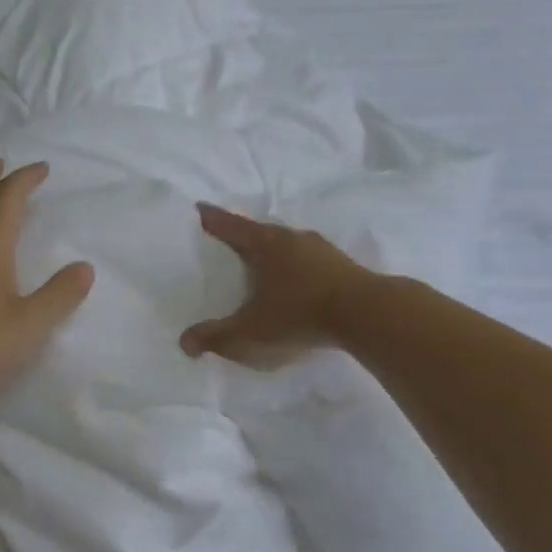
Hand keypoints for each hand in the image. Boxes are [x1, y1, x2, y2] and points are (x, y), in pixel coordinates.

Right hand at [180, 203, 369, 368]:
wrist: (367, 314)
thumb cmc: (299, 314)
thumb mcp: (250, 332)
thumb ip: (215, 337)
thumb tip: (184, 342)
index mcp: (263, 243)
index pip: (228, 224)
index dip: (210, 218)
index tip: (197, 209)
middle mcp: (289, 236)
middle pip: (257, 231)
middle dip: (240, 237)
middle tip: (225, 245)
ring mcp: (319, 247)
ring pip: (285, 244)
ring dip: (271, 252)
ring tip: (259, 266)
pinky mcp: (341, 263)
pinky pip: (307, 259)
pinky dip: (294, 266)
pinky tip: (294, 283)